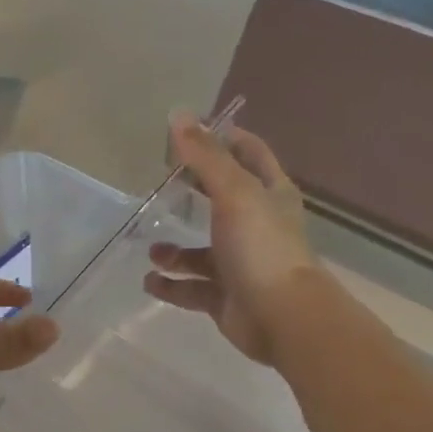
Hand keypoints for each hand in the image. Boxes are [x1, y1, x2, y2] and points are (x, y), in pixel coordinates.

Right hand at [144, 114, 323, 366]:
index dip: (224, 139)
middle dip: (192, 193)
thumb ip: (206, 156)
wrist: (282, 317)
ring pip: (201, 252)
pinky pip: (192, 288)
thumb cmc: (261, 247)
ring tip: (151, 250)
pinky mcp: (226, 297)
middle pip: (221, 201)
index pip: (250, 154)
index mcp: (269, 195)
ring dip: (174, 252)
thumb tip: (178, 114)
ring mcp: (241, 264)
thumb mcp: (234, 193)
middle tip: (159, 185)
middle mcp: (257, 226)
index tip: (189, 133)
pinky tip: (150, 281)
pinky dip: (171, 285)